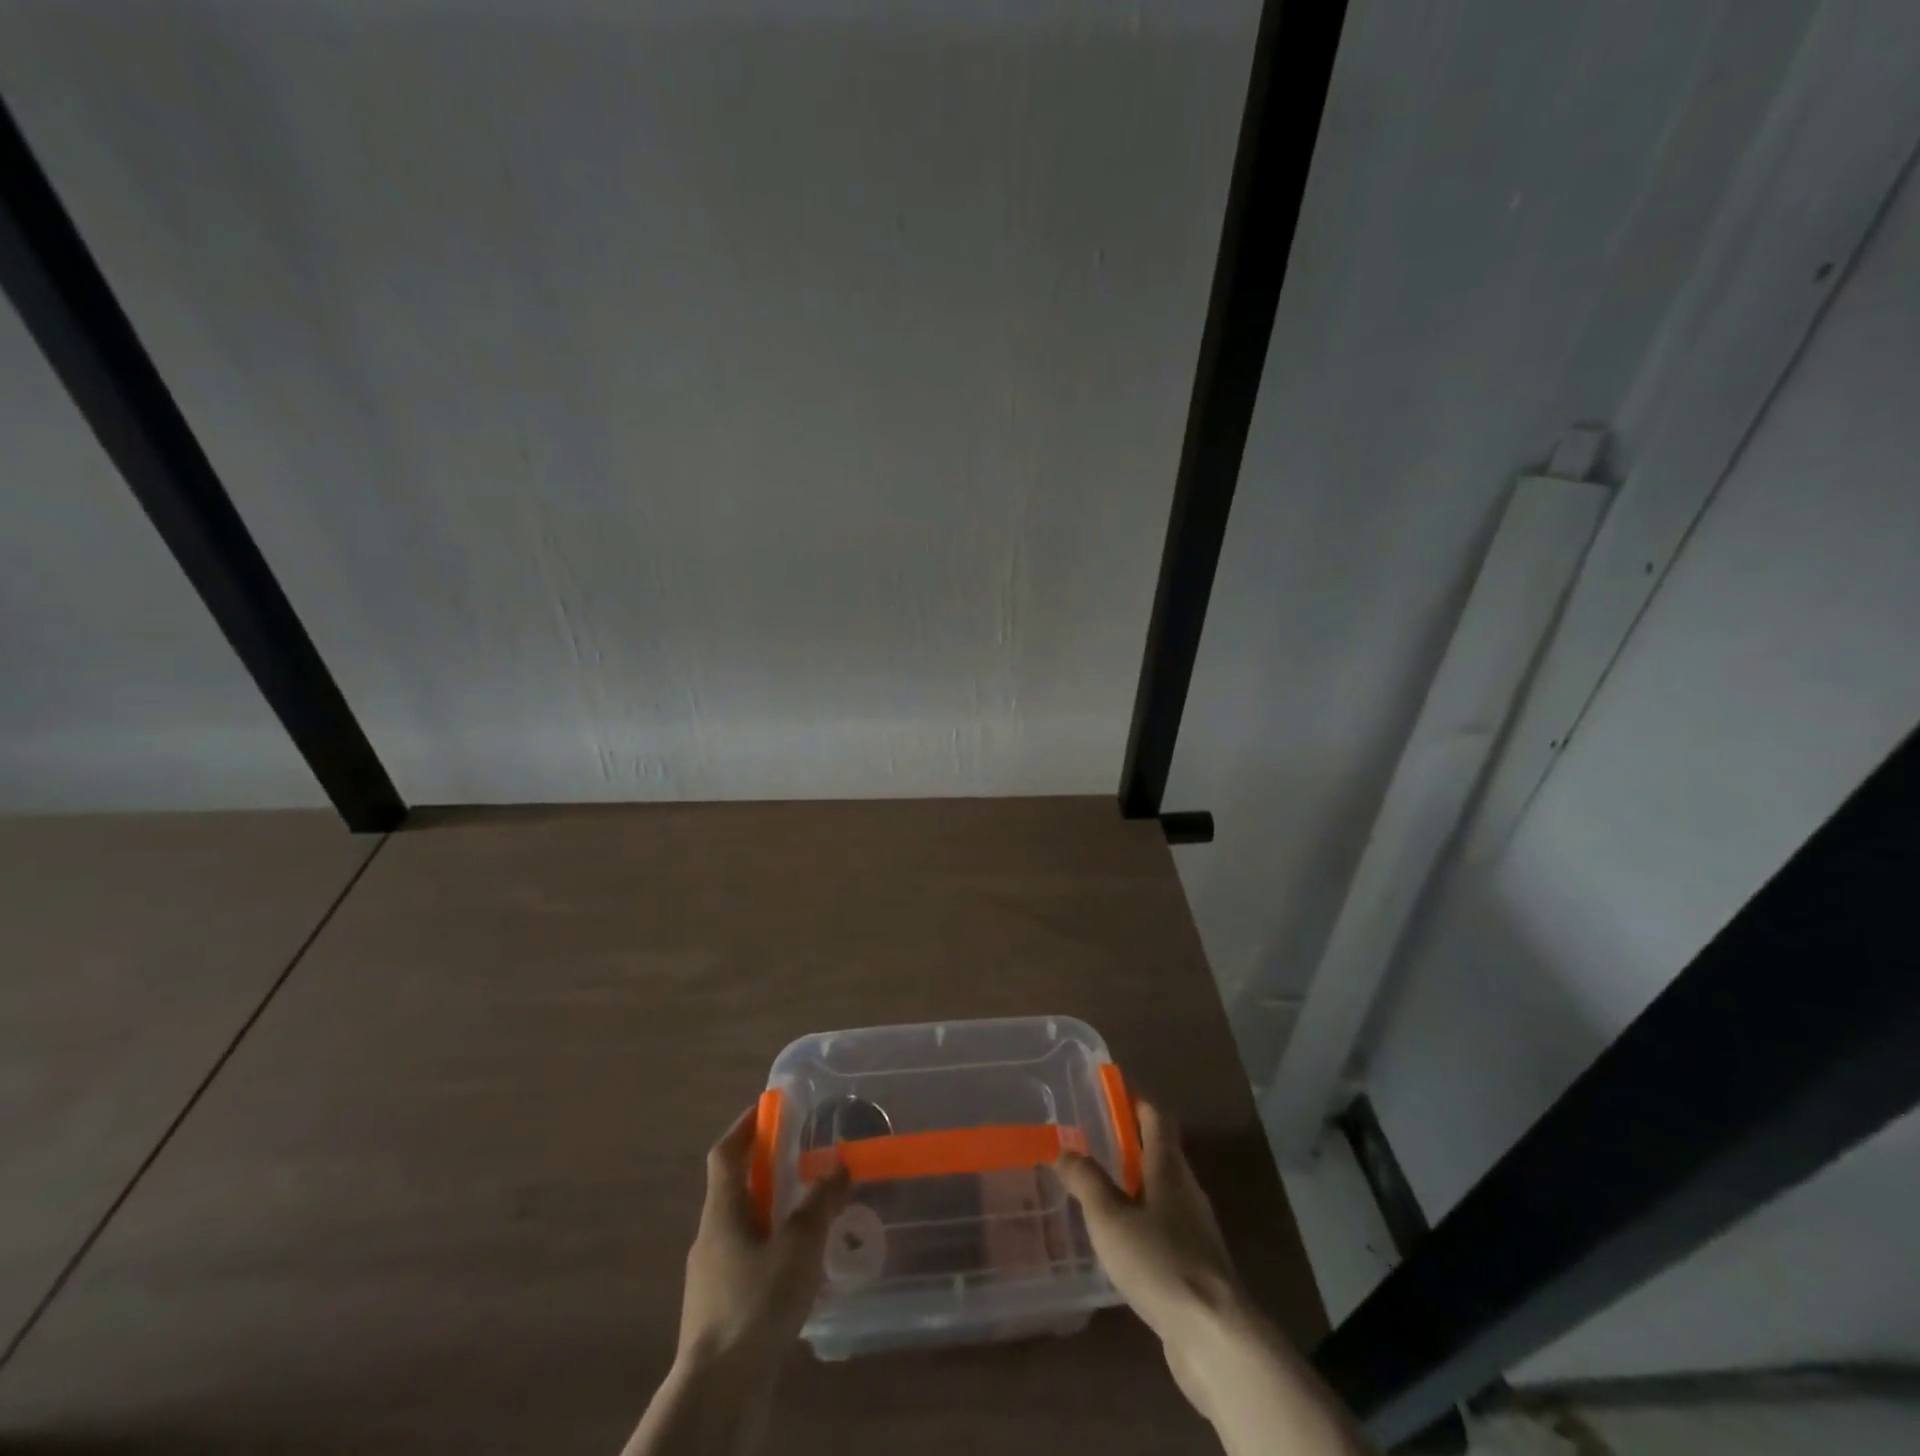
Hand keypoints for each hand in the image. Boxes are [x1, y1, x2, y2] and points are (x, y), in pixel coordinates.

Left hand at [677, 1105, 850, 1377]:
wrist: (716, 1393)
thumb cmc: (754, 1304)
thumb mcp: (798, 1245)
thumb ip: (820, 1201)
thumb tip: (839, 1163)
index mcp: (721, 1212)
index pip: (726, 1153)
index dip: (745, 1125)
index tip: (769, 1107)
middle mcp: (711, 1237)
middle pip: (735, 1189)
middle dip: (767, 1170)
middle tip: (804, 1160)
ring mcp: (712, 1278)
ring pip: (743, 1229)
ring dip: (772, 1214)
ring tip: (812, 1216)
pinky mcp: (721, 1312)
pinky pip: (748, 1264)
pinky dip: (772, 1252)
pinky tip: (800, 1270)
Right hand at [1058, 1098, 1245, 1413]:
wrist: (1215, 1337)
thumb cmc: (1159, 1262)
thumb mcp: (1110, 1218)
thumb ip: (1086, 1180)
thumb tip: (1063, 1148)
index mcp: (1169, 1168)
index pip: (1156, 1117)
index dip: (1135, 1100)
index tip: (1110, 1091)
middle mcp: (1186, 1190)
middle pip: (1161, 1152)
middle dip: (1130, 1142)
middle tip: (1093, 1140)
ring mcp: (1195, 1229)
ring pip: (1163, 1191)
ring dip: (1136, 1183)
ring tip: (1099, 1189)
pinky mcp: (1196, 1265)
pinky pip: (1165, 1227)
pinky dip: (1143, 1220)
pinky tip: (1121, 1241)